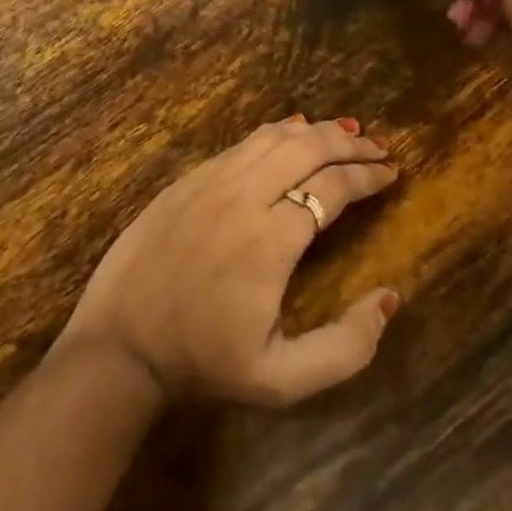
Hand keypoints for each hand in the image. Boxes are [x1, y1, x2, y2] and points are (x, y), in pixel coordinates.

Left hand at [58, 118, 399, 406]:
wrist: (119, 346)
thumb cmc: (203, 363)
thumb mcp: (283, 380)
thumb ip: (347, 346)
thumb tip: (389, 297)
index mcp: (271, 241)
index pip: (333, 188)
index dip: (368, 176)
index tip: (392, 172)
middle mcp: (243, 197)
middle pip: (307, 148)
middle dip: (350, 143)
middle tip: (378, 145)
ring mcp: (209, 181)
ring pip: (273, 137)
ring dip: (315, 130)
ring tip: (344, 132)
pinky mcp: (186, 180)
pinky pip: (241, 143)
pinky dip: (275, 132)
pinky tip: (291, 131)